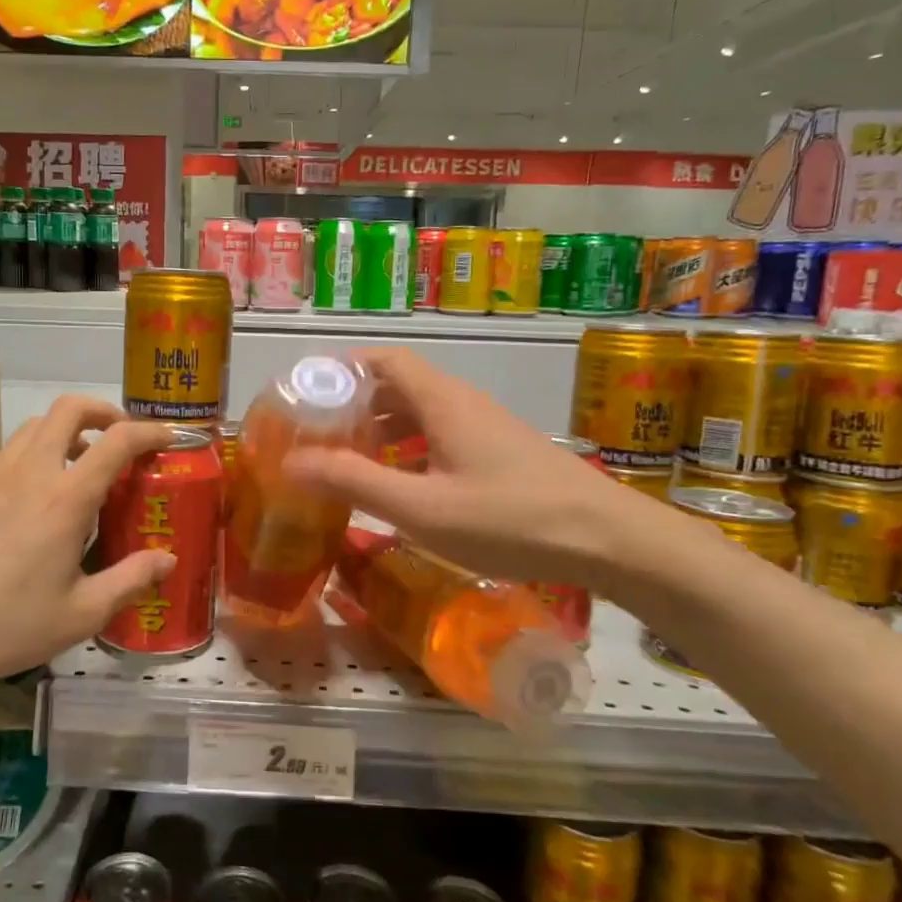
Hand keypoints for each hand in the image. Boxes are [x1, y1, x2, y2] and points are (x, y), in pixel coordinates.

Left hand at [0, 396, 177, 690]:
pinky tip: (32, 498)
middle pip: (69, 409)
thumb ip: (130, 580)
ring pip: (35, 426)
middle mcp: (28, 472)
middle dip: (104, 412)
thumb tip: (168, 559)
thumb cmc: (5, 626)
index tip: (169, 438)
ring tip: (80, 467)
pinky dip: (34, 454)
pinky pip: (8, 452)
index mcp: (64, 499)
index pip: (117, 441)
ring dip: (67, 431)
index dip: (150, 432)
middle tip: (121, 439)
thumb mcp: (81, 614)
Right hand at [287, 348, 655, 587]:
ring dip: (383, 430)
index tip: (306, 394)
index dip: (342, 369)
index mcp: (442, 401)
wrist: (610, 541)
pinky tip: (403, 486)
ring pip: (422, 413)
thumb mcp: (422, 508)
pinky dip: (411, 450)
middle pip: (399, 385)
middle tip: (318, 436)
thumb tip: (291, 461)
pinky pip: (443, 436)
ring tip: (350, 461)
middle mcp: (464, 403)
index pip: (383, 360)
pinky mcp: (503, 453)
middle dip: (355, 405)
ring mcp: (487, 427)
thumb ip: (354, 483)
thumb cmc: (509, 519)